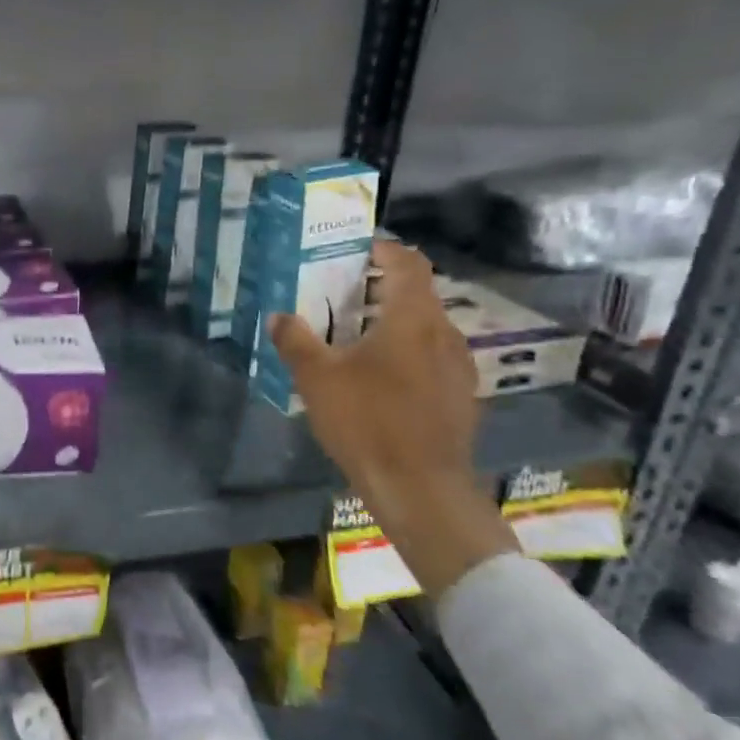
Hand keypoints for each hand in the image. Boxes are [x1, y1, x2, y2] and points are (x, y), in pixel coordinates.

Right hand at [268, 240, 515, 596]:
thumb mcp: (316, 378)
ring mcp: (458, 366)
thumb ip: (295, 340)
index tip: (355, 249)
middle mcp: (444, 333)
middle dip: (381, 286)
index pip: (408, 263)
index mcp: (412, 319)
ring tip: (356, 333)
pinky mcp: (461, 396)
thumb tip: (278, 316)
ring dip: (394, 320)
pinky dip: (407, 350)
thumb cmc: (368, 422)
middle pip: (418, 293)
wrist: (421, 490)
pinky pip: (432, 355)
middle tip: (342, 292)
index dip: (384, 249)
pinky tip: (379, 375)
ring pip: (426, 326)